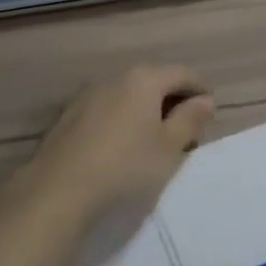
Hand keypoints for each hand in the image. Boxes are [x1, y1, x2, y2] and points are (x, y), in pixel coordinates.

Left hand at [21, 64, 214, 221]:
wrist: (57, 192)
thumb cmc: (125, 167)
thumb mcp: (168, 148)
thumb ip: (190, 120)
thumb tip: (205, 101)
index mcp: (144, 79)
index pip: (182, 73)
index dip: (200, 90)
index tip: (209, 113)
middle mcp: (115, 77)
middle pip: (153, 80)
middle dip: (172, 101)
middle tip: (185, 130)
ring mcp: (88, 94)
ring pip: (128, 95)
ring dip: (145, 110)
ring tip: (153, 140)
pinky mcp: (68, 116)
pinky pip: (106, 109)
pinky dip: (121, 120)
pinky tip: (120, 146)